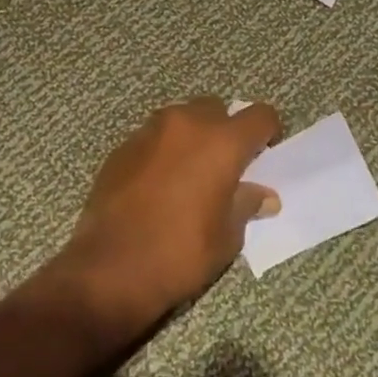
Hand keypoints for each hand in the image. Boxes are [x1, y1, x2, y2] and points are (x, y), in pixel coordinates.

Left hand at [56, 97, 282, 332]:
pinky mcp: (122, 146)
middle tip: (223, 167)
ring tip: (188, 174)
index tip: (263, 155)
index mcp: (221, 142)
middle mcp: (186, 124)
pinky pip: (153, 137)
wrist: (110, 268)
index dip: (267, 132)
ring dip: (191, 136)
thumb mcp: (227, 237)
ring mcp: (150, 131)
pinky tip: (157, 185)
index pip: (260, 115)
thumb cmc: (180, 254)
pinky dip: (163, 151)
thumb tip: (263, 196)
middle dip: (225, 131)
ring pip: (181, 118)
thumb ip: (246, 205)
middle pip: (216, 109)